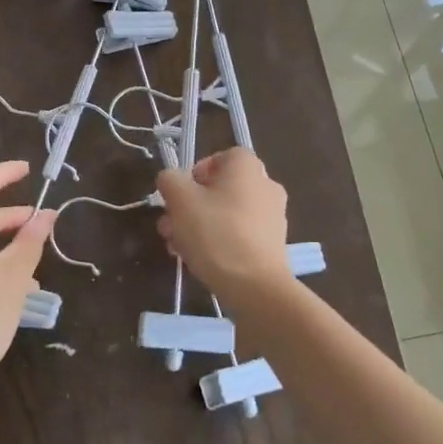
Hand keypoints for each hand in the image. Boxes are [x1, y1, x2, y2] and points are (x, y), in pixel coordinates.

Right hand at [155, 148, 290, 299]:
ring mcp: (273, 216)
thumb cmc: (216, 233)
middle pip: (220, 188)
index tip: (180, 194)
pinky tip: (200, 260)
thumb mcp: (181, 200)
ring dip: (199, 225)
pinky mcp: (273, 244)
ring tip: (177, 247)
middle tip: (170, 226)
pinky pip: (239, 233)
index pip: (220, 157)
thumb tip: (171, 179)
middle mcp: (266, 185)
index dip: (196, 172)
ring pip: (226, 213)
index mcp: (247, 167)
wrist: (255, 286)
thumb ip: (170, 180)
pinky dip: (219, 241)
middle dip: (190, 205)